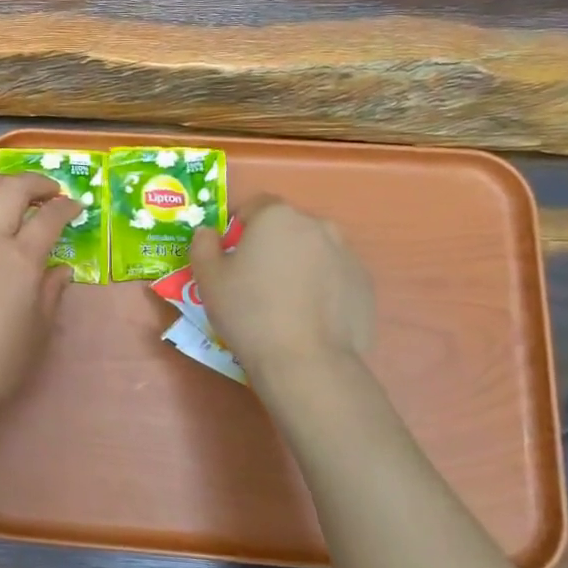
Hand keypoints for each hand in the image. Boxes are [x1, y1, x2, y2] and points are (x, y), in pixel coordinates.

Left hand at [0, 173, 79, 437]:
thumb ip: (52, 291)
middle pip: (11, 189)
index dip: (67, 207)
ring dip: (3, 185)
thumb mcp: (39, 330)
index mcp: (19, 260)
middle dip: (36, 182)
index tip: (76, 208)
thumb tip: (60, 269)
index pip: (49, 216)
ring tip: (18, 196)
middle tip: (50, 193)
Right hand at [188, 197, 373, 381]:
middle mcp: (317, 225)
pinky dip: (321, 287)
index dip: (238, 226)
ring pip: (313, 250)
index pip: (255, 205)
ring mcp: (347, 254)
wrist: (307, 361)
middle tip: (254, 280)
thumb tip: (209, 233)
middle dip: (270, 245)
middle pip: (287, 227)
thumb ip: (203, 245)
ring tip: (284, 302)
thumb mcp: (208, 278)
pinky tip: (308, 317)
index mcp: (277, 217)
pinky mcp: (364, 284)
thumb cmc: (249, 312)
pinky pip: (334, 276)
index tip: (229, 253)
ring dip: (298, 264)